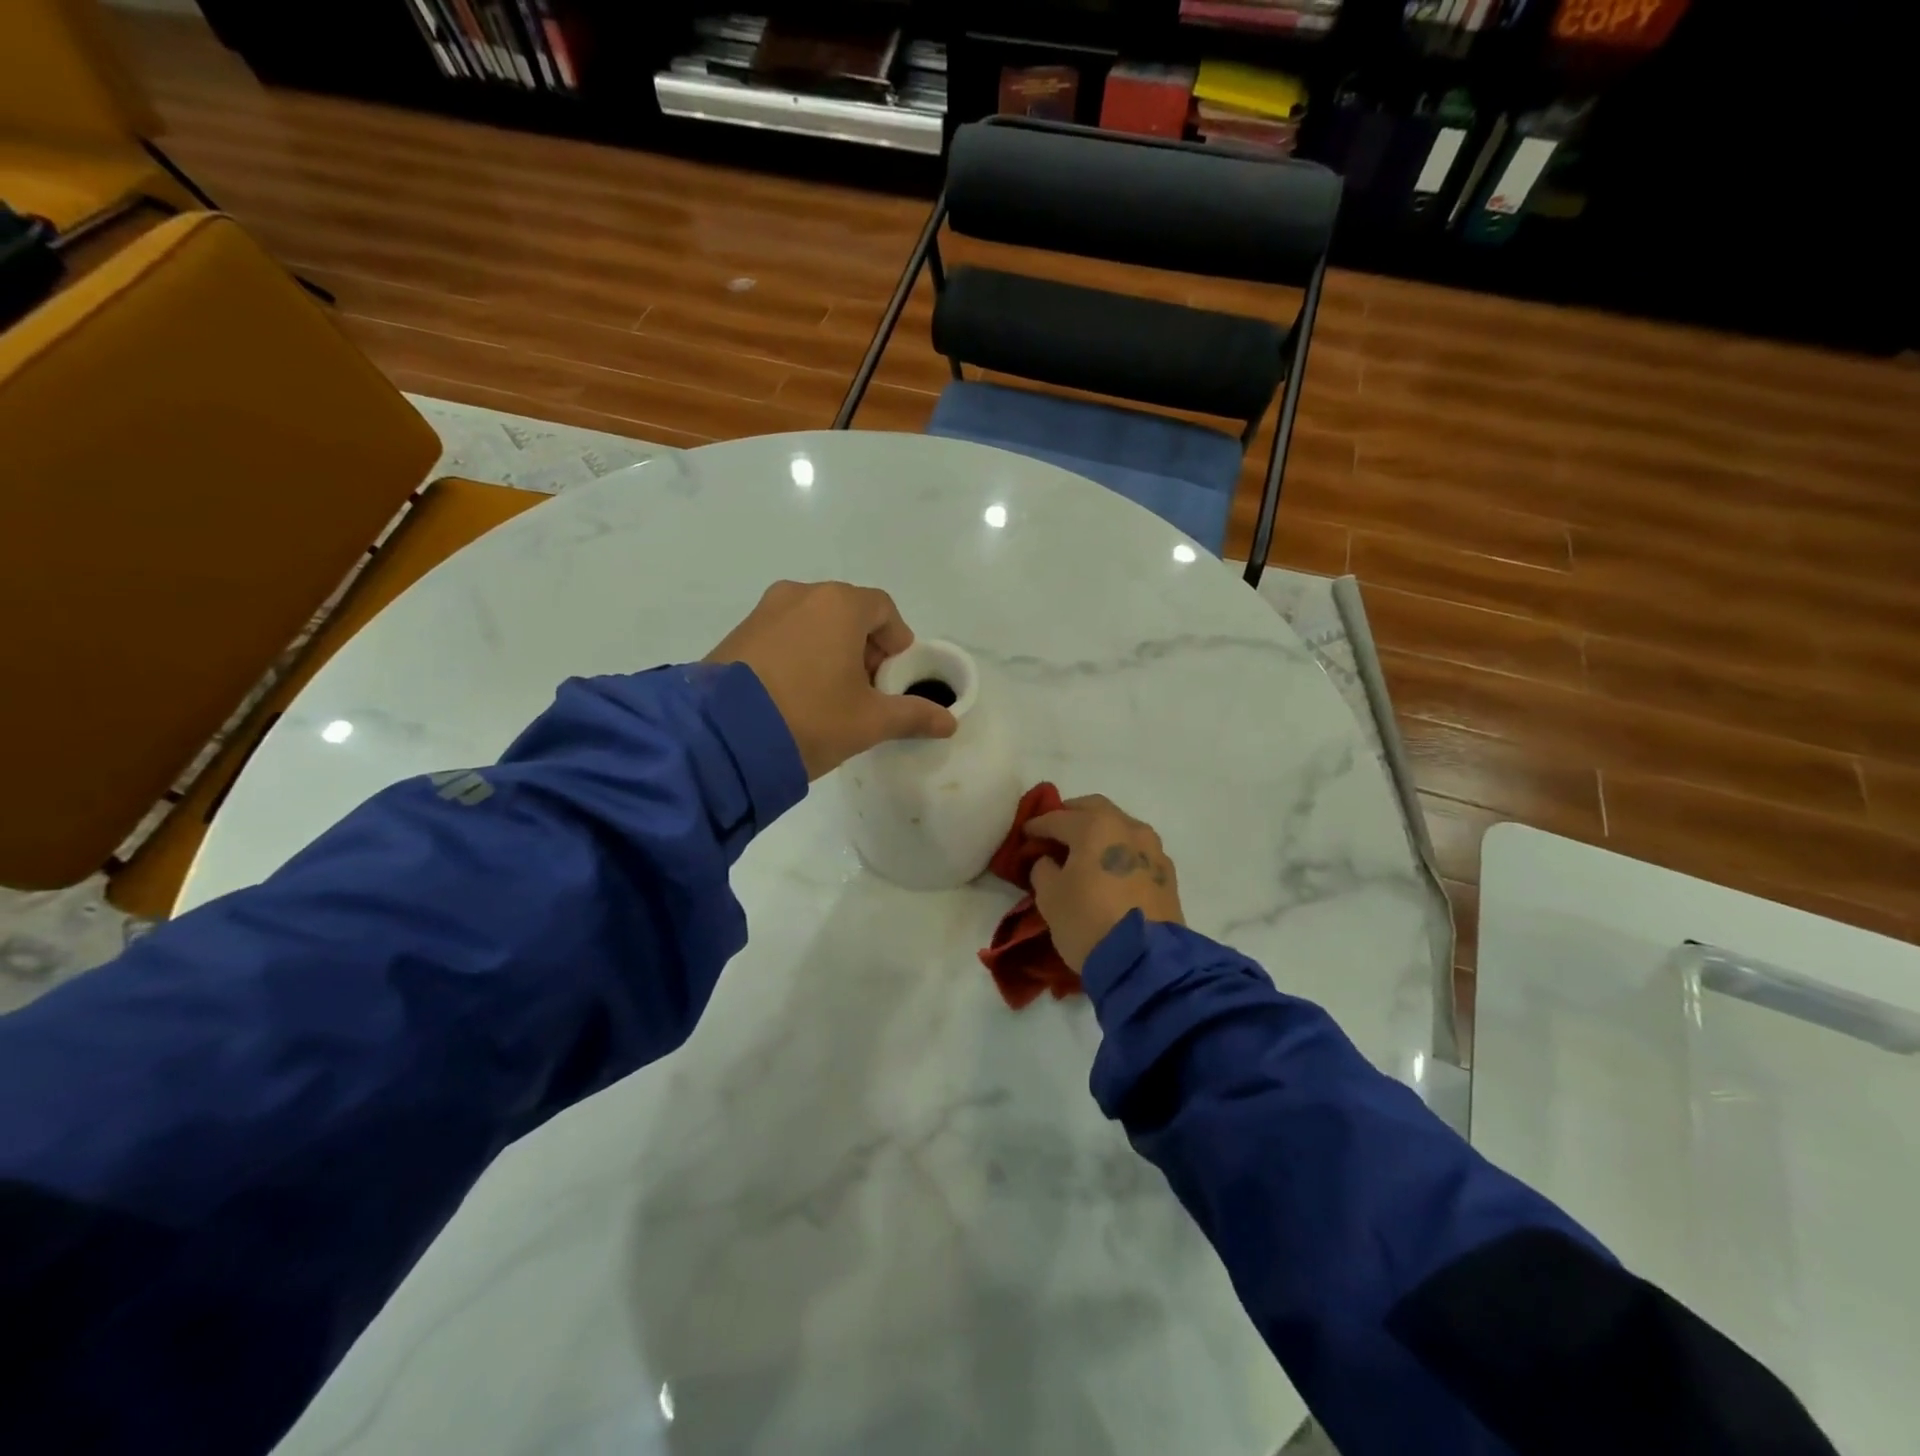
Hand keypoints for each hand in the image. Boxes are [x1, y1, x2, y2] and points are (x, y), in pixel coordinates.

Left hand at [705, 580, 956, 779]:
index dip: (896, 642)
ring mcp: (763, 611)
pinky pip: (782, 634)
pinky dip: (797, 655)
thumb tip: (950, 723)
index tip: (891, 678)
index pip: (883, 609)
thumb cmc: (811, 718)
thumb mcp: (869, 722)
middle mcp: (800, 594)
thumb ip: (913, 715)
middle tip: (863, 690)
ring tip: (827, 696)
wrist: (721, 737)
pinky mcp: (737, 633)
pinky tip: (793, 695)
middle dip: (863, 647)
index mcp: (839, 604)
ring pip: (812, 623)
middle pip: (847, 613)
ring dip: (829, 651)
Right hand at [1024, 794, 1184, 973]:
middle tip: (1054, 833)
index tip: (1025, 835)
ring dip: (1099, 833)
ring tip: (1082, 852)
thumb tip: (1049, 861)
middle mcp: (1128, 827)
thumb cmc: (1087, 921)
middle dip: (1071, 816)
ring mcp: (1152, 849)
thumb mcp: (1049, 896)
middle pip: (1094, 809)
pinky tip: (1108, 870)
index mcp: (1095, 826)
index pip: (1057, 818)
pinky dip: (1118, 852)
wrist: (1145, 962)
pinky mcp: (1167, 873)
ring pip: (1120, 827)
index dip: (1036, 826)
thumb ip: (1043, 868)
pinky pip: (1135, 851)